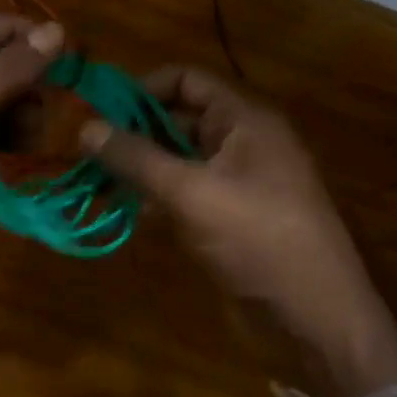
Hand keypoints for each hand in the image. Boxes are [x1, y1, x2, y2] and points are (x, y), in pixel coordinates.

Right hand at [80, 66, 396, 396]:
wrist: (313, 316)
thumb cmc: (256, 239)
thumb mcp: (190, 192)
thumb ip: (135, 157)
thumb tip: (84, 127)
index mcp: (244, 120)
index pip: (186, 80)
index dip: (141, 87)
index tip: (96, 109)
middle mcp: (240, 142)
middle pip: (177, 118)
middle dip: (131, 131)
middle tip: (83, 149)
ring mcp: (235, 181)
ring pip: (176, 158)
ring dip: (137, 166)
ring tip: (91, 180)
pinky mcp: (227, 216)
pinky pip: (183, 191)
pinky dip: (153, 195)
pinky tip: (121, 209)